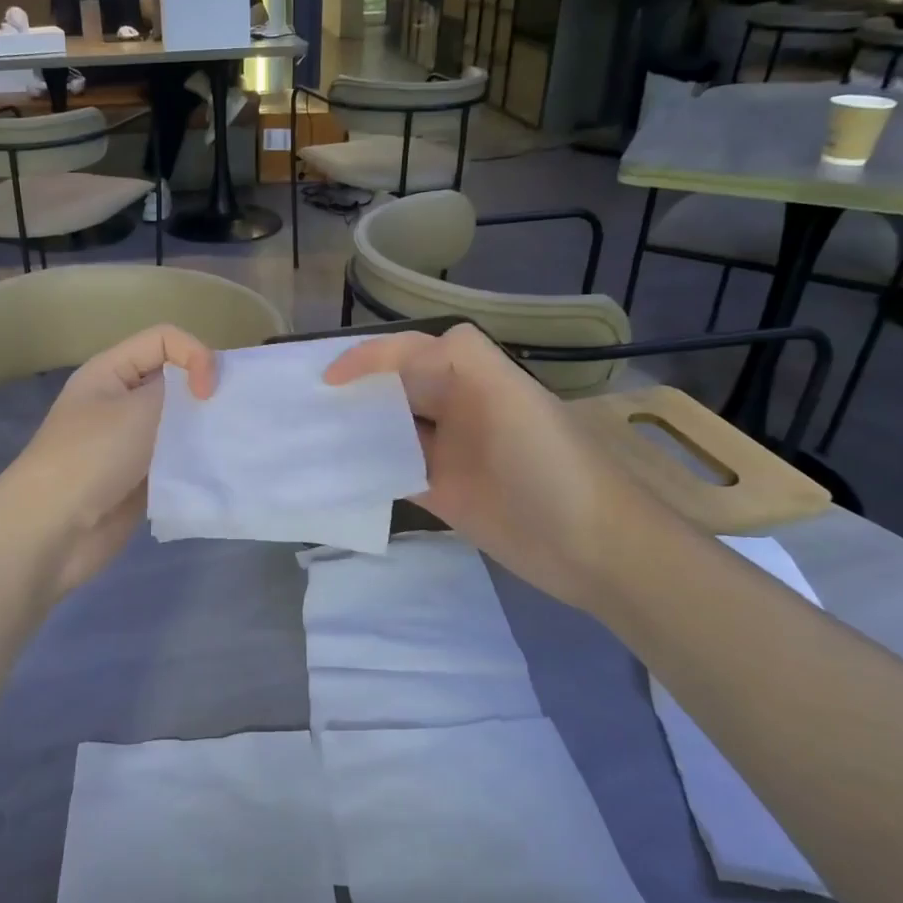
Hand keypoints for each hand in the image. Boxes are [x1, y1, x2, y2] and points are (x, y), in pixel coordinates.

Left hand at [1, 325, 216, 594]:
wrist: (51, 530)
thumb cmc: (91, 457)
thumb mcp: (137, 410)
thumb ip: (178, 390)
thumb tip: (201, 392)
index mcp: (111, 371)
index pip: (165, 340)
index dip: (195, 355)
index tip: (207, 394)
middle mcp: (120, 400)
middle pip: (174, 380)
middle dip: (204, 394)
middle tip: (228, 418)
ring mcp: (130, 442)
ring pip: (179, 423)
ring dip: (203, 431)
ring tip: (226, 446)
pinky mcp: (140, 478)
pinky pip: (176, 459)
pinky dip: (195, 462)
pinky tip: (214, 470)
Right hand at [324, 324, 667, 609]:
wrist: (597, 551)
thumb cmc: (553, 466)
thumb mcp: (510, 397)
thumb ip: (456, 363)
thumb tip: (387, 358)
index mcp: (473, 377)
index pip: (410, 352)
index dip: (368, 359)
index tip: (327, 382)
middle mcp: (456, 408)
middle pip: (395, 387)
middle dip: (354, 390)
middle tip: (306, 404)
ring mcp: (448, 452)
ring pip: (390, 428)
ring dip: (357, 430)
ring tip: (312, 436)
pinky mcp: (442, 492)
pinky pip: (394, 472)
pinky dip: (367, 471)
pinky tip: (337, 476)